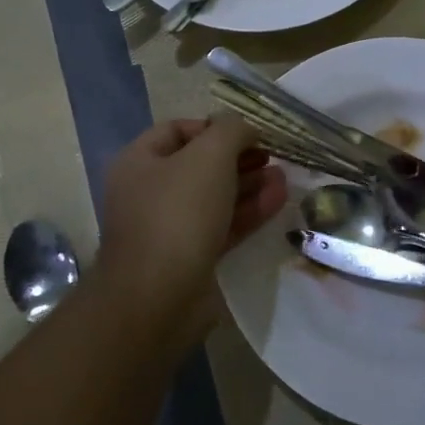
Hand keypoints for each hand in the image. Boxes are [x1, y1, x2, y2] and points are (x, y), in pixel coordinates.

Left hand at [97, 115, 286, 343]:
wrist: (158, 298)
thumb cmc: (178, 213)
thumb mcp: (209, 156)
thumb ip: (231, 131)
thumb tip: (244, 128)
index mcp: (139, 161)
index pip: (178, 129)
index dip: (215, 126)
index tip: (250, 134)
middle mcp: (149, 191)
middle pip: (199, 164)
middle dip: (239, 158)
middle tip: (273, 157)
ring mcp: (168, 227)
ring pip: (214, 197)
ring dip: (249, 185)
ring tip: (284, 178)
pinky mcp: (189, 258)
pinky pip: (221, 226)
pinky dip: (248, 212)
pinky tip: (278, 201)